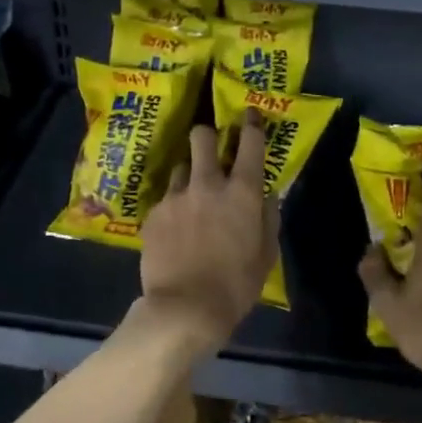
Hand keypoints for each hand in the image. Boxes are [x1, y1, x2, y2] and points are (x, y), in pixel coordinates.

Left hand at [132, 114, 279, 359]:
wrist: (185, 308)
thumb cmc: (236, 284)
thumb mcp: (266, 253)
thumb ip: (268, 216)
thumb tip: (267, 193)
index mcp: (241, 192)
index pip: (250, 144)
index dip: (252, 124)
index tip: (251, 114)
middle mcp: (207, 184)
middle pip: (202, 137)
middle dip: (207, 135)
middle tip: (211, 147)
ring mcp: (176, 196)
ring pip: (181, 167)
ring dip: (190, 174)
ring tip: (192, 196)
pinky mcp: (153, 213)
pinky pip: (166, 198)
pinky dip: (174, 206)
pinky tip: (175, 228)